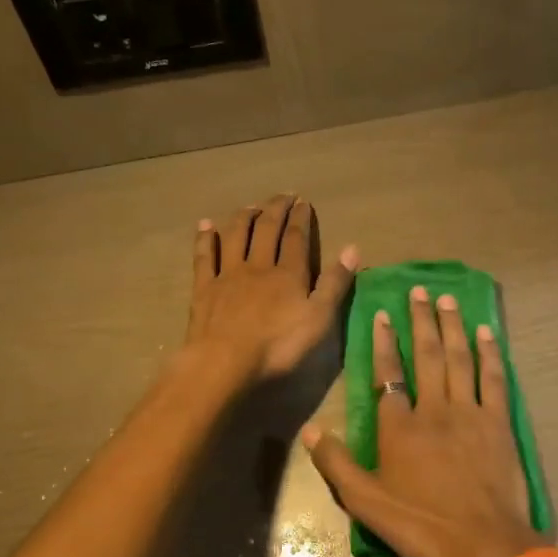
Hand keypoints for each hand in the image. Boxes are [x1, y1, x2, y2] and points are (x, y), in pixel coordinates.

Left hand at [185, 194, 357, 384]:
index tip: (303, 202)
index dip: (301, 219)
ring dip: (245, 217)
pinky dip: (205, 238)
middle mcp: (258, 266)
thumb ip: (335, 283)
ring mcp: (228, 275)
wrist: (225, 361)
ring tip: (251, 206)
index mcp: (288, 274)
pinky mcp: (204, 288)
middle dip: (276, 210)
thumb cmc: (278, 345)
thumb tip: (353, 249)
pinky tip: (205, 225)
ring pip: (236, 236)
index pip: (296, 238)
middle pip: (267, 230)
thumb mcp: (319, 318)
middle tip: (283, 195)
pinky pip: (204, 256)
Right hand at [303, 285, 537, 556]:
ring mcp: (471, 412)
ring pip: (460, 358)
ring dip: (452, 326)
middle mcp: (435, 408)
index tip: (382, 314)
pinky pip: (494, 379)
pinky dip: (490, 353)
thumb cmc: (423, 524)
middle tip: (419, 290)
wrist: (486, 544)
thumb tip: (311, 429)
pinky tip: (487, 332)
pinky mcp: (499, 423)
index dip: (383, 342)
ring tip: (447, 298)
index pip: (388, 373)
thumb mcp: (367, 503)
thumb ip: (338, 464)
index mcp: (401, 426)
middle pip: (427, 355)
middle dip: (421, 320)